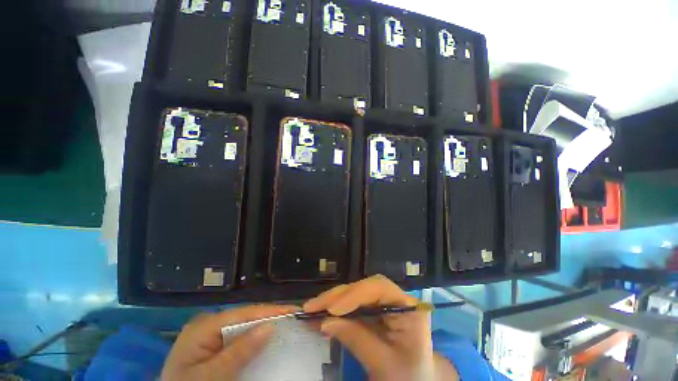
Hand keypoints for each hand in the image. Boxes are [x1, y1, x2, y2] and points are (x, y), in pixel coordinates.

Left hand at [161, 304, 297, 380]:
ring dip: (264, 327)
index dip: (270, 310)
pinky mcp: (213, 344)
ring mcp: (210, 334)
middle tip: (293, 318)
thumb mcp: (213, 375)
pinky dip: (254, 339)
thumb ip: (239, 351)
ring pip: (244, 326)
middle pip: (246, 316)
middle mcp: (209, 323)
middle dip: (269, 317)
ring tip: (286, 325)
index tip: (293, 310)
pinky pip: (238, 337)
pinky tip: (266, 339)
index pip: (244, 313)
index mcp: (205, 325)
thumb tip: (270, 326)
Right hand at [304, 275, 457, 380]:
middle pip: (364, 288)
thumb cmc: (407, 377)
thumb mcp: (383, 363)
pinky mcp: (373, 310)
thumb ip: (356, 339)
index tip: (333, 309)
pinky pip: (352, 305)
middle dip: (338, 296)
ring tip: (312, 308)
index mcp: (408, 307)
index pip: (380, 288)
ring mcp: (383, 303)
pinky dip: (336, 310)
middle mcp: (395, 299)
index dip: (355, 294)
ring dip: (333, 301)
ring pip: (355, 294)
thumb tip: (325, 322)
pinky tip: (321, 314)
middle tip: (313, 306)